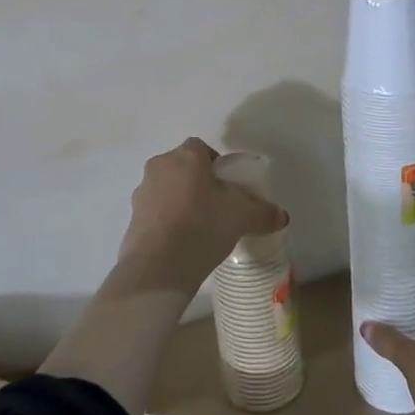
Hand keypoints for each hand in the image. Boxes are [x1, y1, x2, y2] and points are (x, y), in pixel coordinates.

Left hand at [114, 139, 288, 296]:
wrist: (158, 266)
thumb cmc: (203, 227)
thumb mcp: (242, 218)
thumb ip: (263, 213)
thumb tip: (282, 216)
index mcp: (186, 157)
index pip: (201, 147)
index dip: (215, 164)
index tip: (227, 185)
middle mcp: (160, 167)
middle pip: (182, 166)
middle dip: (197, 181)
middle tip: (215, 205)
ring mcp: (142, 192)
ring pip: (166, 188)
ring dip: (179, 199)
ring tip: (197, 226)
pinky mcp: (132, 217)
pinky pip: (155, 211)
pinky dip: (166, 219)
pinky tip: (181, 241)